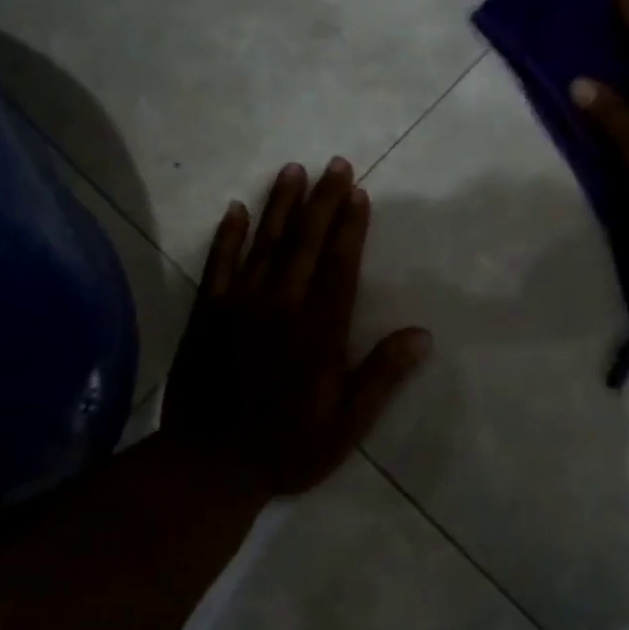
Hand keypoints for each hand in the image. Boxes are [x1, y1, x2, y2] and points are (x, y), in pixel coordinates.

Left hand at [162, 159, 432, 497]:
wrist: (210, 465)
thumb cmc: (287, 447)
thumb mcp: (347, 423)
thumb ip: (381, 375)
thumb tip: (422, 334)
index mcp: (319, 331)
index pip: (340, 266)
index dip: (351, 227)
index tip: (359, 193)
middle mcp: (281, 307)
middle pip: (304, 243)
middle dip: (322, 201)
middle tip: (335, 164)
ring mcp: (239, 307)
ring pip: (264, 245)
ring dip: (279, 205)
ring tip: (293, 170)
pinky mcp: (206, 315)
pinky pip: (218, 266)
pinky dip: (227, 237)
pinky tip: (235, 209)